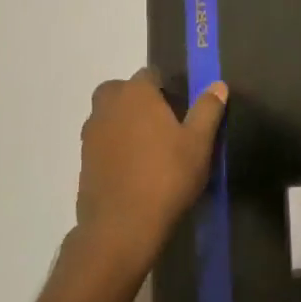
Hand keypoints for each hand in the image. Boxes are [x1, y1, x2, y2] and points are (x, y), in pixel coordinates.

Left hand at [75, 68, 227, 284]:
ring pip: (108, 117)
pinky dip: (115, 148)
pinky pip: (102, 143)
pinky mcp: (83, 162)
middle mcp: (107, 107)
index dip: (166, 87)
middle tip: (162, 124)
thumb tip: (217, 85)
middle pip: (121, 91)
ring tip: (150, 149)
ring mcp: (91, 135)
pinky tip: (134, 170)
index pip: (149, 74)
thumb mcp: (198, 143)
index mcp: (135, 94)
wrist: (121, 227)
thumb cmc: (166, 177)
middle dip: (138, 100)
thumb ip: (207, 110)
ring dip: (124, 123)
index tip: (180, 106)